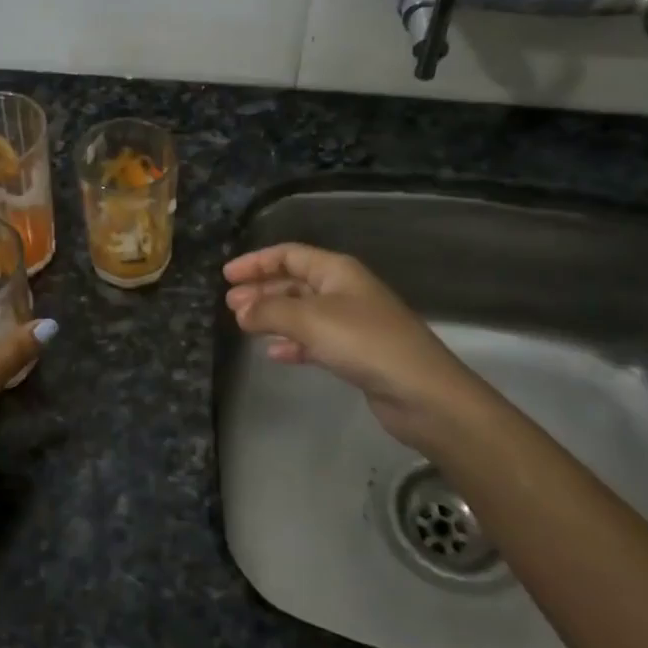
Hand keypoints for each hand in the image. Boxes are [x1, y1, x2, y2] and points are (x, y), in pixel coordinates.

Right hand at [223, 243, 500, 458]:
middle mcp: (344, 290)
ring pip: (302, 311)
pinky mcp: (356, 353)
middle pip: (295, 282)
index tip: (227, 276)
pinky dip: (293, 342)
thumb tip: (240, 311)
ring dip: (273, 316)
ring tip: (244, 326)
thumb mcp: (310, 319)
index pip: (289, 255)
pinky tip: (274, 353)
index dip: (257, 262)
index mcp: (337, 271)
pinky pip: (315, 340)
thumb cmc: (364, 343)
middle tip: (230, 304)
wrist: (421, 393)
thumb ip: (269, 311)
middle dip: (262, 290)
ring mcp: (352, 323)